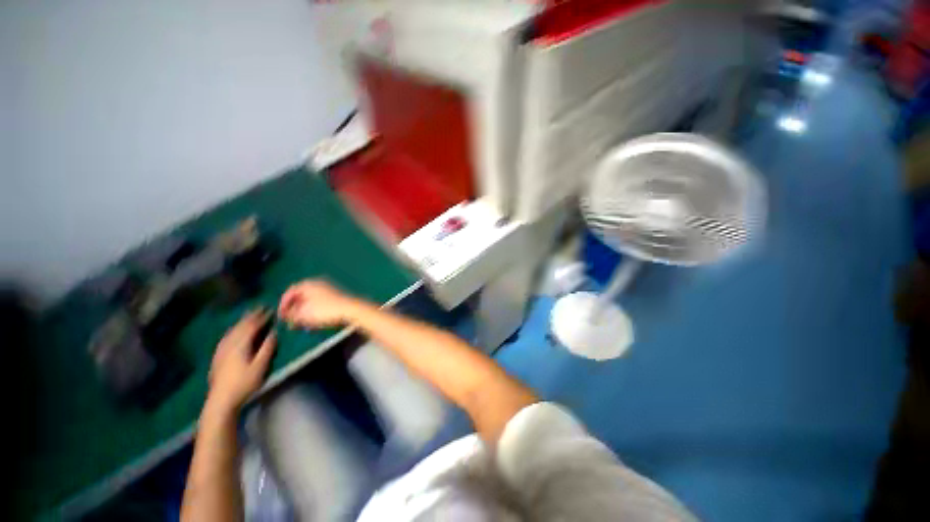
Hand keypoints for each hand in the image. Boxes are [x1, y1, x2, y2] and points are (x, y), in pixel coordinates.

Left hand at [206, 309, 275, 412]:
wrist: (221, 400)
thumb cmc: (244, 383)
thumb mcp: (260, 366)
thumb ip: (267, 348)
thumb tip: (274, 332)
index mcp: (240, 345)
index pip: (252, 326)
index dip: (261, 317)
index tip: (270, 309)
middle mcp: (229, 344)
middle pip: (240, 326)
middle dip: (251, 316)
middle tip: (260, 308)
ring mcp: (221, 350)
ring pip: (232, 331)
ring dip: (241, 322)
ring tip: (248, 315)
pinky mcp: (218, 356)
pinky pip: (226, 337)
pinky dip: (233, 330)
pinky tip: (234, 331)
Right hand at [278, 279, 362, 328]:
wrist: (350, 310)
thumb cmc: (325, 311)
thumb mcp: (303, 315)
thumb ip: (291, 315)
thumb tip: (287, 316)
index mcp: (308, 284)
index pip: (290, 292)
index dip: (283, 305)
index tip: (281, 316)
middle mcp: (318, 284)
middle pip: (301, 296)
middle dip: (294, 310)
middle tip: (291, 321)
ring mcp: (328, 290)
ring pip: (310, 301)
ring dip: (304, 312)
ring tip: (302, 324)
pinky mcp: (335, 298)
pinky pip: (320, 304)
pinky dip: (314, 312)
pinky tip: (314, 322)